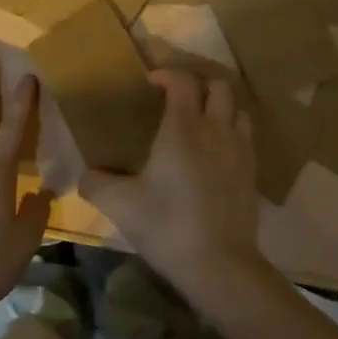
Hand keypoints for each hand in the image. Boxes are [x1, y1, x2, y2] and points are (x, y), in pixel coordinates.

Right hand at [79, 69, 266, 305]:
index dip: (167, 73)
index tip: (150, 81)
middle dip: (198, 83)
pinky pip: (245, 137)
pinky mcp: (252, 172)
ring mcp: (240, 150)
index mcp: (183, 128)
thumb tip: (85, 174)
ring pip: (238, 109)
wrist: (219, 264)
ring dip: (220, 106)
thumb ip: (96, 184)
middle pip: (218, 86)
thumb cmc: (167, 226)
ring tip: (201, 120)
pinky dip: (231, 132)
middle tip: (178, 97)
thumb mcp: (121, 205)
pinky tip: (216, 153)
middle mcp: (216, 129)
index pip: (182, 81)